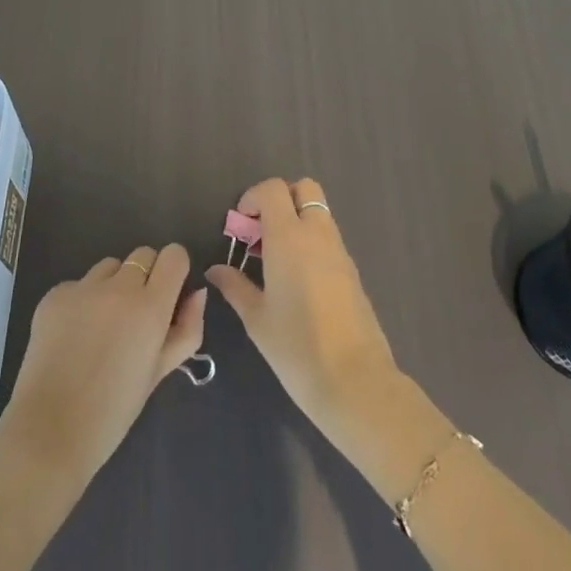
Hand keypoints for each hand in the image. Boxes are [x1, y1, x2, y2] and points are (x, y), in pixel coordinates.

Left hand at [0, 243, 206, 494]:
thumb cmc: (115, 410)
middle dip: (146, 276)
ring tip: (102, 326)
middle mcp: (118, 288)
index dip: (175, 270)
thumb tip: (196, 293)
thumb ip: (187, 329)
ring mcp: (83, 288)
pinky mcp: (54, 294)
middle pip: (143, 255)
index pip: (174, 255)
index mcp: (151, 307)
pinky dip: (82, 301)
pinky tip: (74, 335)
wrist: (51, 430)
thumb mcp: (160, 371)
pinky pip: (79, 284)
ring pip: (110, 266)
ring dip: (113, 285)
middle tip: (136, 314)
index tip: (169, 293)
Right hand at [206, 178, 403, 449]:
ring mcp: (339, 251)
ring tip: (274, 261)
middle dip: (280, 200)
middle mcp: (317, 234)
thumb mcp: (256, 318)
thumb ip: (235, 286)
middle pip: (303, 189)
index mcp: (289, 237)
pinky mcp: (352, 271)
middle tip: (260, 233)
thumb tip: (216, 270)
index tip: (240, 226)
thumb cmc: (296, 347)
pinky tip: (296, 281)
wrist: (355, 381)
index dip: (252, 197)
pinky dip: (311, 243)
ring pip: (318, 213)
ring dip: (296, 221)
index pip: (273, 189)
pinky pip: (328, 238)